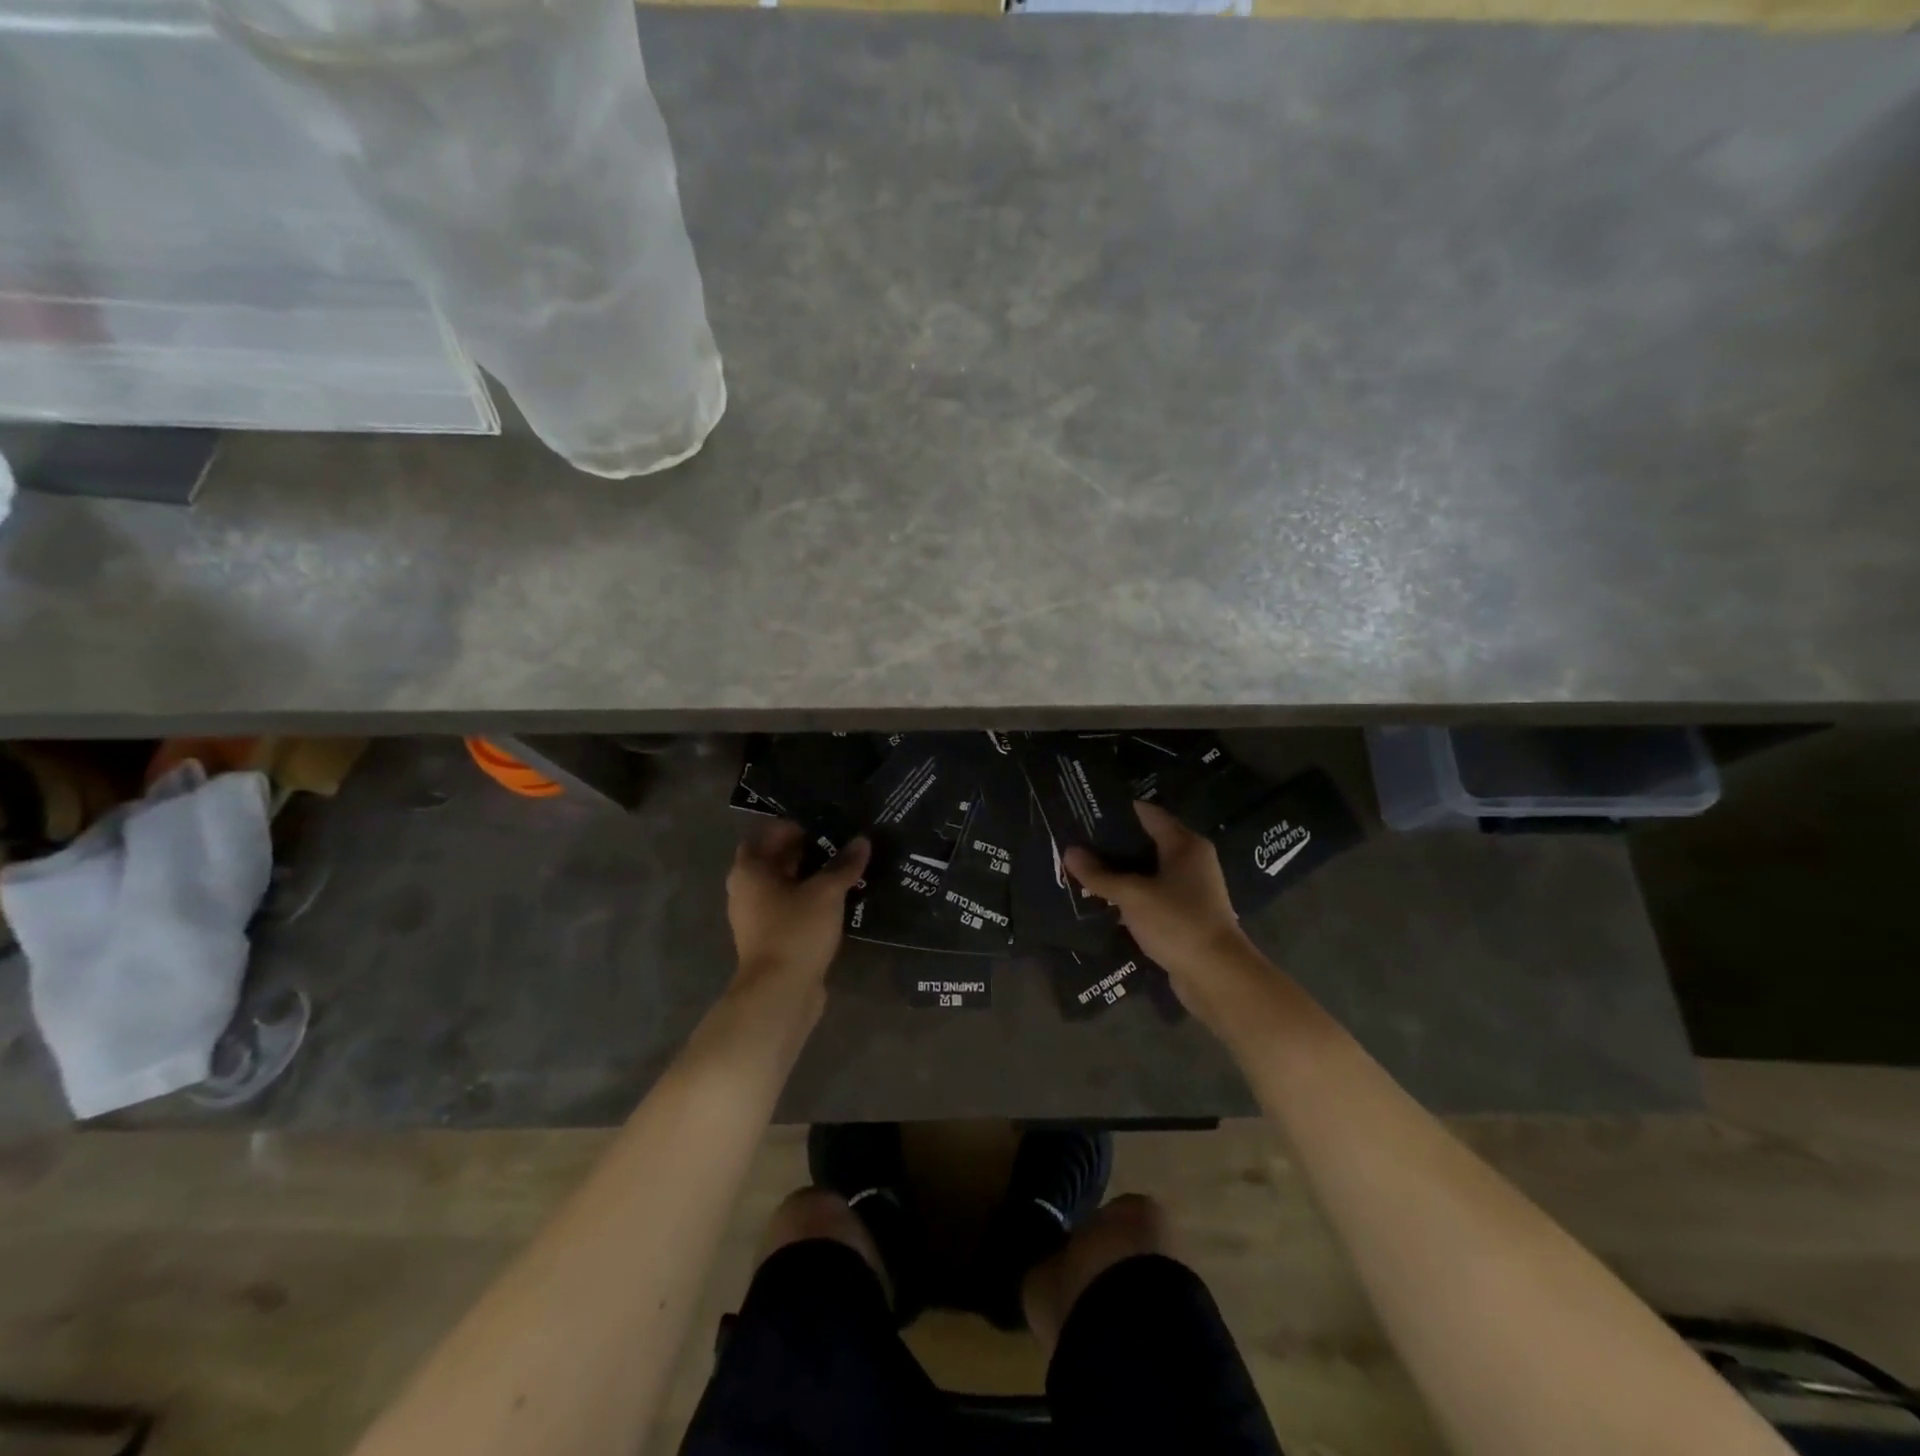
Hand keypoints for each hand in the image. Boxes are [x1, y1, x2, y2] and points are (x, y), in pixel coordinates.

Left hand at [726, 821, 870, 995]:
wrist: (780, 993)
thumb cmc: (795, 931)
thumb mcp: (826, 893)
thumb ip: (844, 865)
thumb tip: (862, 841)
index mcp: (749, 871)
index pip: (766, 835)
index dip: (792, 827)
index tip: (822, 824)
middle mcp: (746, 890)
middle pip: (774, 861)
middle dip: (805, 851)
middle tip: (840, 843)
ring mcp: (756, 917)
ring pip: (784, 886)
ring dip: (809, 877)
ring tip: (843, 868)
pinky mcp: (771, 938)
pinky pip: (790, 908)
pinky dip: (809, 900)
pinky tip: (837, 899)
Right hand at [1063, 802, 1257, 1022]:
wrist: (1217, 976)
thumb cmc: (1177, 922)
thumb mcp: (1132, 895)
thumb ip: (1099, 874)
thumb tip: (1069, 851)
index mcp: (1185, 844)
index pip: (1147, 813)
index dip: (1116, 810)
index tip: (1085, 809)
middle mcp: (1191, 860)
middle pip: (1146, 841)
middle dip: (1112, 842)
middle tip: (1076, 839)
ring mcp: (1190, 889)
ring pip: (1147, 871)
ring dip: (1119, 871)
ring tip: (1082, 867)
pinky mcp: (1184, 915)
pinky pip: (1151, 895)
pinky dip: (1130, 894)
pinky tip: (1103, 899)